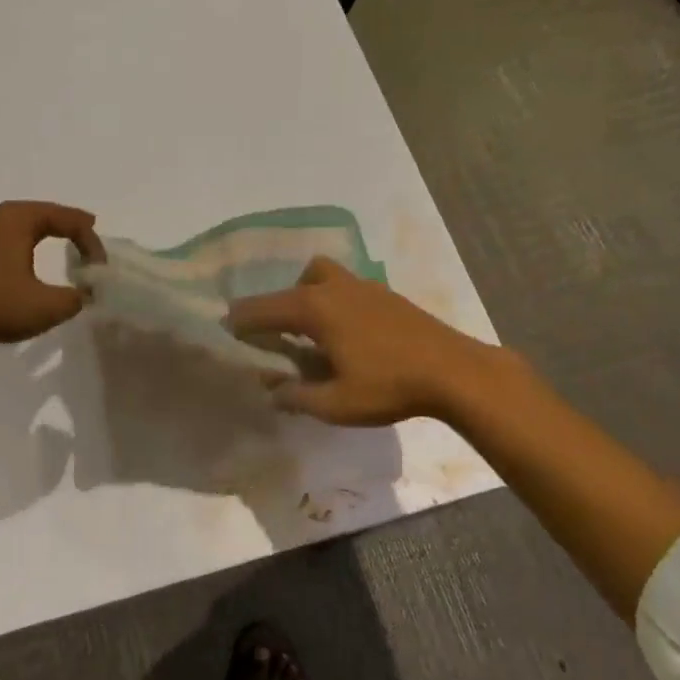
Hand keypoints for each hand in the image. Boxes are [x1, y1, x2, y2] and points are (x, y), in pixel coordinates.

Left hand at [0, 201, 106, 351]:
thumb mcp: (46, 307)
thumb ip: (76, 298)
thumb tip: (86, 292)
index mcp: (19, 219)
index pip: (68, 219)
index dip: (92, 241)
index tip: (101, 269)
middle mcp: (0, 216)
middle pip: (47, 213)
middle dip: (72, 227)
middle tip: (93, 237)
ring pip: (27, 224)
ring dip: (51, 233)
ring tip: (70, 243)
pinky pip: (13, 236)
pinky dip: (32, 242)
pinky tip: (34, 257)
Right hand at [226, 257, 498, 425]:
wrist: (454, 371)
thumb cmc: (389, 386)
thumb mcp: (336, 404)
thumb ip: (297, 397)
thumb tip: (272, 391)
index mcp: (315, 309)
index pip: (264, 308)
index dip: (241, 319)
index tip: (225, 327)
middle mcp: (335, 288)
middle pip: (292, 285)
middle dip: (273, 304)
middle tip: (268, 331)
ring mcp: (364, 287)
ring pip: (321, 275)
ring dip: (305, 293)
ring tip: (307, 326)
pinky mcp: (386, 295)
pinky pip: (345, 286)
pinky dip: (331, 299)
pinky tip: (343, 331)